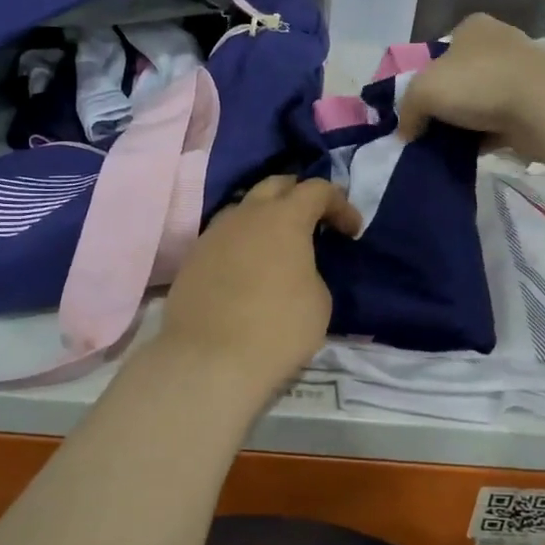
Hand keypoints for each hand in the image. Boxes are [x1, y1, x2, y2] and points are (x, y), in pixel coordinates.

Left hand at [158, 176, 361, 403]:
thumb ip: (311, 270)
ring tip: (278, 246)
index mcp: (284, 217)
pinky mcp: (193, 257)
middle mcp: (246, 214)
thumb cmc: (277, 328)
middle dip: (299, 196)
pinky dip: (242, 242)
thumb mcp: (319, 300)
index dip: (340, 204)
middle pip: (275, 185)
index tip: (352, 231)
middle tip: (315, 222)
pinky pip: (223, 236)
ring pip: (244, 208)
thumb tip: (295, 269)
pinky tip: (248, 269)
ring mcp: (213, 233)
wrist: (209, 359)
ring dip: (265, 217)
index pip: (317, 189)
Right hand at [397, 14, 544, 158]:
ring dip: (469, 121)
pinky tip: (474, 153)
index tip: (421, 105)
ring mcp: (523, 73)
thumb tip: (405, 132)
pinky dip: (488, 136)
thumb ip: (408, 110)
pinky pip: (502, 121)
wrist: (543, 107)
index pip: (443, 50)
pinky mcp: (537, 102)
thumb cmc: (479, 83)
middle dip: (449, 102)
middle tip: (431, 127)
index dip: (427, 77)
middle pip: (463, 76)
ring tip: (450, 145)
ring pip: (483, 100)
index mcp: (473, 28)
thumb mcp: (423, 90)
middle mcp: (500, 43)